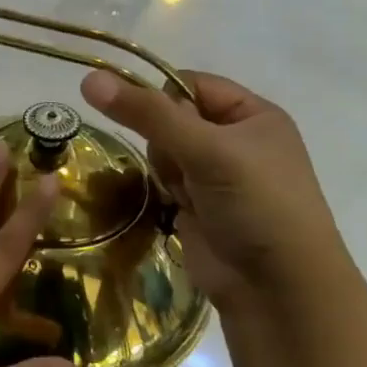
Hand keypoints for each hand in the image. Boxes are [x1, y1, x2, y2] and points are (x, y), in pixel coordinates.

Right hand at [80, 69, 356, 316]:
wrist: (278, 289)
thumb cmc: (256, 206)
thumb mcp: (205, 150)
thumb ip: (146, 113)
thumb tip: (89, 78)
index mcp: (254, 114)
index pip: (189, 83)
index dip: (161, 98)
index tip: (148, 122)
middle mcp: (236, 138)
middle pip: (170, 118)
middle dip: (164, 142)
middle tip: (182, 168)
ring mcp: (217, 173)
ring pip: (162, 150)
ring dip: (165, 170)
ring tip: (185, 195)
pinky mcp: (199, 203)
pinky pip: (164, 179)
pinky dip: (164, 189)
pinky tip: (178, 207)